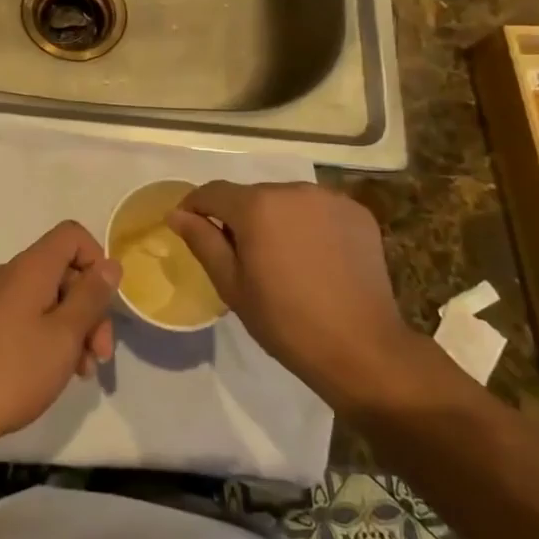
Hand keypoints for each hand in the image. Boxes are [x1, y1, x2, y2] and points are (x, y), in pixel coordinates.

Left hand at [0, 221, 119, 450]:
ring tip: (82, 371)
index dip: (96, 260)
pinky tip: (58, 372)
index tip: (105, 301)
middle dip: (90, 307)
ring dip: (74, 328)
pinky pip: (30, 316)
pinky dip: (51, 336)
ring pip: (50, 298)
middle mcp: (12, 274)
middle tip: (100, 354)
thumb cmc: (14, 369)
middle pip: (64, 271)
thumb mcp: (65, 334)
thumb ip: (91, 296)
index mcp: (31, 267)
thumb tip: (110, 264)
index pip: (72, 235)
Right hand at [167, 182, 421, 410]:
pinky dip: (308, 225)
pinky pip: (318, 210)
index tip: (190, 228)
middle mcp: (293, 190)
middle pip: (252, 195)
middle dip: (240, 218)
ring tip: (281, 258)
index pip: (213, 192)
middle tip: (241, 257)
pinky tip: (314, 257)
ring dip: (275, 220)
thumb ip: (203, 241)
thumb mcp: (232, 285)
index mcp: (257, 206)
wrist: (361, 347)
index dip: (195, 207)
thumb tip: (177, 214)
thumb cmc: (285, 321)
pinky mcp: (358, 213)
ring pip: (286, 201)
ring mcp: (329, 199)